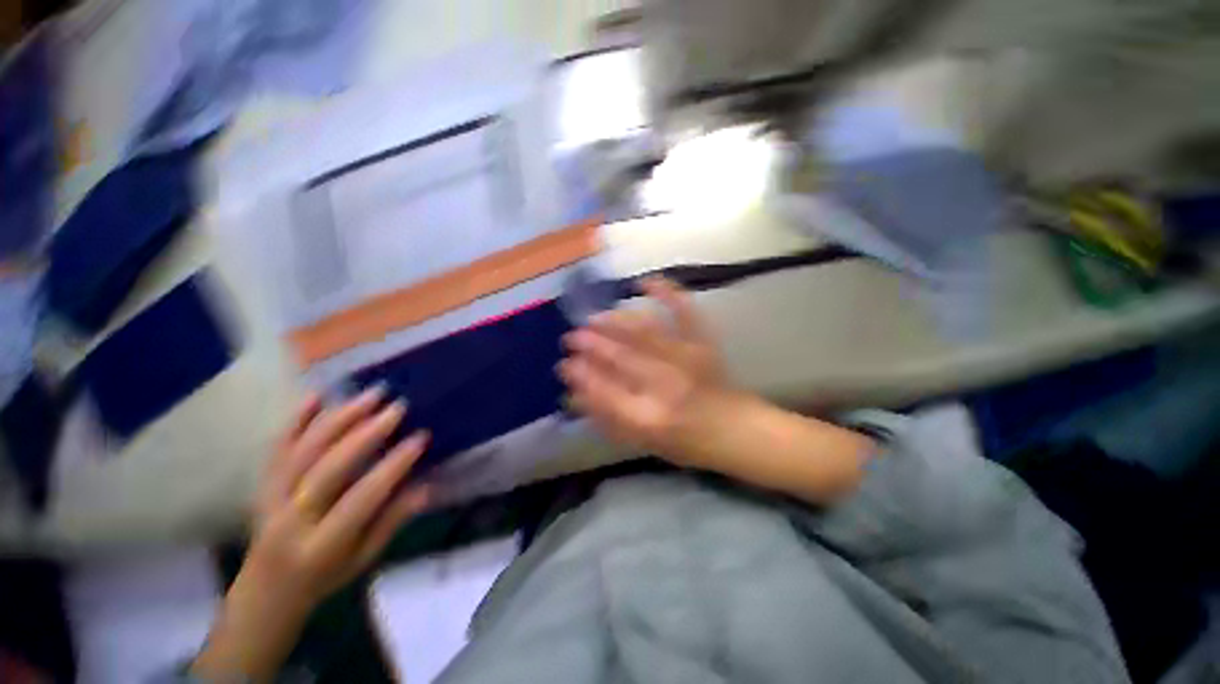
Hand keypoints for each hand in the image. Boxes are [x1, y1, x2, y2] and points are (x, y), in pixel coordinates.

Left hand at [192, 389, 429, 682]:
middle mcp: (291, 519)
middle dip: (366, 434)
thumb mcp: (364, 559)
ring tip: (371, 394)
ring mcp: (270, 498)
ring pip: (303, 451)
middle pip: (328, 468)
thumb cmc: (324, 577)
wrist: (264, 590)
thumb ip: (392, 522)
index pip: (362, 498)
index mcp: (322, 544)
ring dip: (338, 418)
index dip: (393, 466)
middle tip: (397, 407)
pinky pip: (277, 448)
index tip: (420, 438)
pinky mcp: (262, 483)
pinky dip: (295, 419)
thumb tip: (425, 487)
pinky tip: (316, 395)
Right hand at [559, 277, 741, 466]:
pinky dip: (667, 293)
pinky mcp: (702, 342)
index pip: (603, 390)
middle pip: (620, 356)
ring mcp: (686, 357)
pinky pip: (684, 312)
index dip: (580, 375)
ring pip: (643, 332)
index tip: (564, 364)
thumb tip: (573, 395)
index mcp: (649, 416)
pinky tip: (646, 282)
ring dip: (614, 322)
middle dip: (590, 344)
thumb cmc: (684, 441)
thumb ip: (604, 417)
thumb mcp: (639, 439)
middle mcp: (665, 384)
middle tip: (571, 337)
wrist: (734, 431)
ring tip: (594, 318)